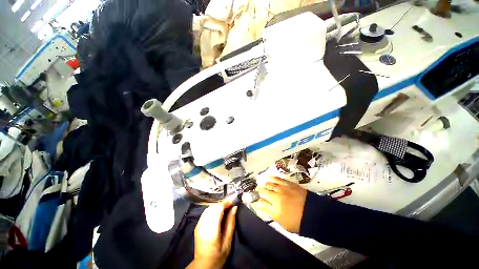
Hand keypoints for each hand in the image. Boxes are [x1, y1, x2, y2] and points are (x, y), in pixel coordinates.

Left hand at [187, 201, 237, 268]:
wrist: (203, 265)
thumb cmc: (218, 256)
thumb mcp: (227, 242)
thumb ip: (231, 223)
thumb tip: (234, 208)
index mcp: (211, 231)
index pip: (218, 210)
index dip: (226, 202)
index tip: (233, 199)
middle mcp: (203, 225)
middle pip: (213, 207)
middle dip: (223, 203)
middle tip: (231, 203)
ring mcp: (198, 224)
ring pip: (209, 208)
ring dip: (218, 205)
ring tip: (226, 206)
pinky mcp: (197, 225)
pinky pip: (206, 211)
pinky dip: (213, 208)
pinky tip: (219, 211)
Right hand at [251, 177, 306, 232]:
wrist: (315, 214)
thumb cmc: (299, 222)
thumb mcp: (283, 224)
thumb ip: (271, 214)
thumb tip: (262, 206)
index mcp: (275, 211)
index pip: (261, 203)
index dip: (257, 201)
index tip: (256, 201)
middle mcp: (277, 198)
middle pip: (263, 192)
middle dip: (259, 192)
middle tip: (258, 192)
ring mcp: (283, 190)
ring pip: (269, 184)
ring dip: (265, 185)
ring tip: (264, 186)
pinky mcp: (289, 184)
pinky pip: (278, 179)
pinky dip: (272, 178)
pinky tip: (269, 178)